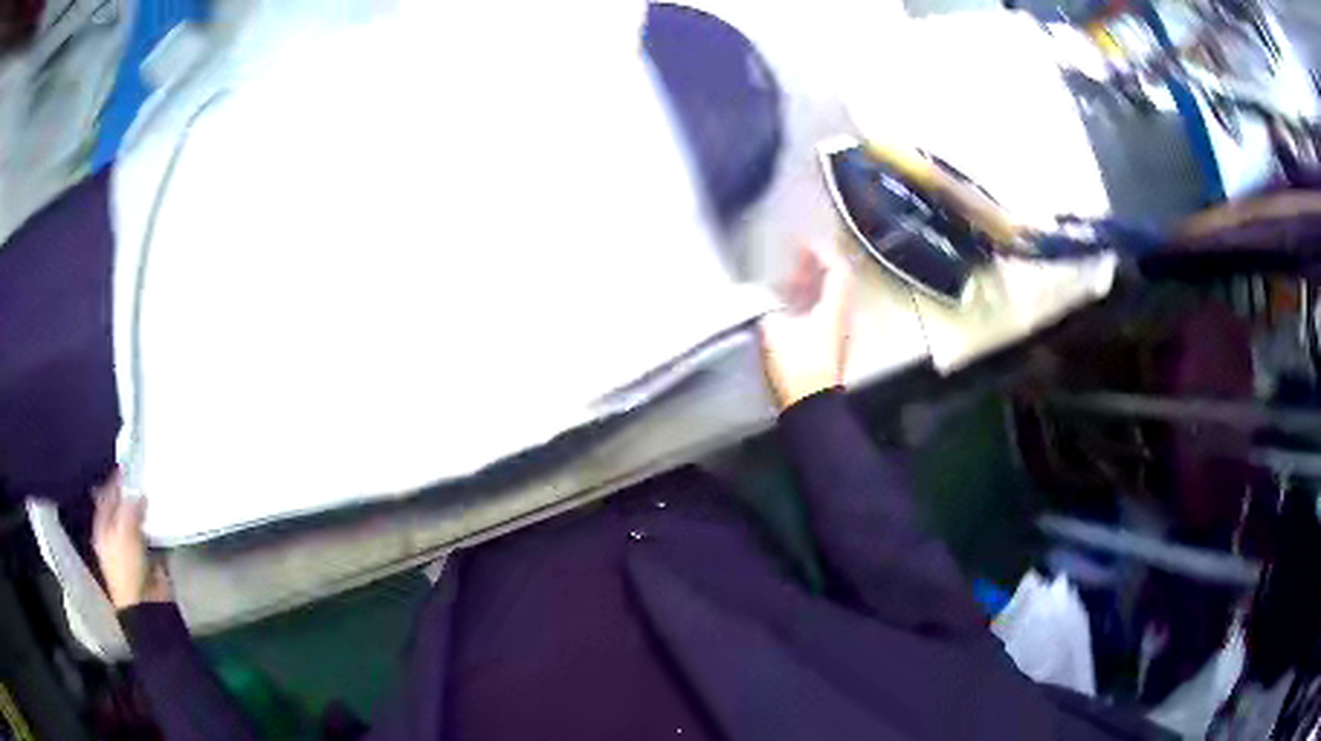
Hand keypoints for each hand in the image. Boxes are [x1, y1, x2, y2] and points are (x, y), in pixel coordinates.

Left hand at [92, 471, 172, 609]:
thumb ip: (129, 508)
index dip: (114, 481)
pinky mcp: (148, 555)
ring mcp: (131, 545)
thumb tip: (138, 490)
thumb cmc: (127, 568)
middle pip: (121, 506)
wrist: (147, 605)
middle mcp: (114, 534)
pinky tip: (163, 513)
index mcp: (102, 528)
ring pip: (137, 519)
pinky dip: (156, 524)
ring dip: (145, 508)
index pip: (105, 496)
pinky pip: (152, 533)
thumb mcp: (124, 533)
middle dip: (131, 493)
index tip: (127, 464)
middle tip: (143, 474)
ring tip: (155, 489)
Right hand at [758, 241, 853, 409]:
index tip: (802, 242)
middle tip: (797, 255)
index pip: (836, 268)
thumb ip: (765, 307)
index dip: (821, 251)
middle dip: (818, 264)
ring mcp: (839, 331)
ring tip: (791, 278)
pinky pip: (827, 311)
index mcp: (834, 307)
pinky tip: (792, 305)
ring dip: (814, 283)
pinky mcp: (832, 345)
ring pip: (832, 296)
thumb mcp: (774, 331)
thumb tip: (757, 296)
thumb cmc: (797, 367)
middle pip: (838, 280)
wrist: (811, 406)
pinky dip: (812, 299)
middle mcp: (842, 315)